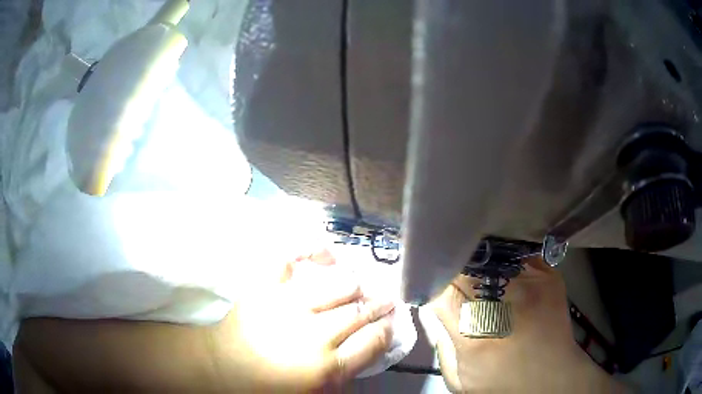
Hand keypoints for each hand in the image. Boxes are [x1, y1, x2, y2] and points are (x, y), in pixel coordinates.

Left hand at [213, 250, 395, 391]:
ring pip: (339, 284)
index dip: (389, 327)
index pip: (375, 340)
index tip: (393, 320)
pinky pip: (292, 257)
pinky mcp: (265, 287)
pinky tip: (328, 254)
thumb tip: (374, 341)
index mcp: (327, 367)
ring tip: (361, 284)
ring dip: (357, 283)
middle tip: (386, 298)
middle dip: (381, 303)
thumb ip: (348, 371)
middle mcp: (313, 335)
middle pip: (362, 310)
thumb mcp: (318, 391)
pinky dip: (312, 248)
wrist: (225, 367)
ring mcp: (287, 306)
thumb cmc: (272, 385)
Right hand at [427, 257, 625, 392]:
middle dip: (449, 267)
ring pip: (489, 255)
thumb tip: (431, 306)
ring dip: (475, 261)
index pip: (440, 289)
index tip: (420, 278)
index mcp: (475, 333)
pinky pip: (515, 255)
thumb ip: (440, 341)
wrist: (552, 379)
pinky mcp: (548, 275)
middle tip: (444, 271)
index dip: (427, 280)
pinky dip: (502, 261)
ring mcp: (531, 283)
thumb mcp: (458, 377)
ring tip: (471, 270)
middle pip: (465, 267)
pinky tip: (499, 271)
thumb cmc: (501, 384)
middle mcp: (504, 301)